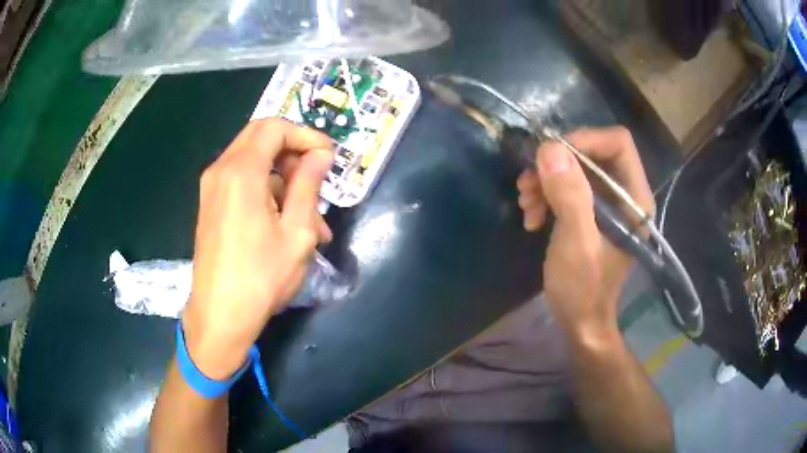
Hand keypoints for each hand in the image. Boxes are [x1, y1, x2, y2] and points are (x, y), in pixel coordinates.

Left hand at [182, 119, 333, 378]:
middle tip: (317, 176)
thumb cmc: (261, 277)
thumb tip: (321, 154)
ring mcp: (212, 187)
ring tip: (311, 217)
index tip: (328, 157)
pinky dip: (266, 190)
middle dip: (293, 150)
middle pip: (260, 137)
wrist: (220, 315)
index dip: (305, 135)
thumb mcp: (297, 231)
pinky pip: (241, 180)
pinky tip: (286, 222)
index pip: (275, 127)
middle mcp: (221, 170)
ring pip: (253, 161)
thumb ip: (308, 185)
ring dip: (283, 177)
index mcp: (242, 171)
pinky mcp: (210, 204)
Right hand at [517, 127, 653, 343]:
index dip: (584, 140)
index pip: (617, 143)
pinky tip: (531, 215)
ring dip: (546, 180)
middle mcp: (624, 193)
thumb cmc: (584, 289)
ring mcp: (607, 202)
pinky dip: (545, 193)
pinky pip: (567, 185)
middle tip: (528, 183)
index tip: (550, 156)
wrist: (579, 320)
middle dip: (557, 163)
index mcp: (634, 198)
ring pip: (575, 167)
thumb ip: (570, 196)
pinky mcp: (590, 210)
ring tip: (525, 203)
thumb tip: (550, 149)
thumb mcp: (577, 244)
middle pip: (592, 152)